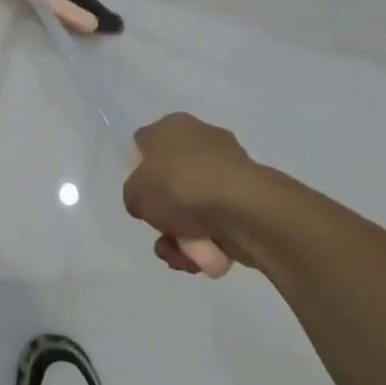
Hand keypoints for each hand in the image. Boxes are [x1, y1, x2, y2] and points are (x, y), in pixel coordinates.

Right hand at [123, 113, 288, 276]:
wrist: (243, 210)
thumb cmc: (180, 188)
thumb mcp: (135, 194)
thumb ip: (135, 195)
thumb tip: (150, 201)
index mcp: (172, 127)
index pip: (144, 145)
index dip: (138, 172)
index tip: (141, 196)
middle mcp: (201, 139)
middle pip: (171, 181)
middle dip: (165, 214)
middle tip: (163, 233)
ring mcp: (229, 168)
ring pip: (195, 206)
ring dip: (186, 236)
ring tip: (184, 256)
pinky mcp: (250, 196)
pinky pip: (220, 219)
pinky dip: (211, 240)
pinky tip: (208, 258)